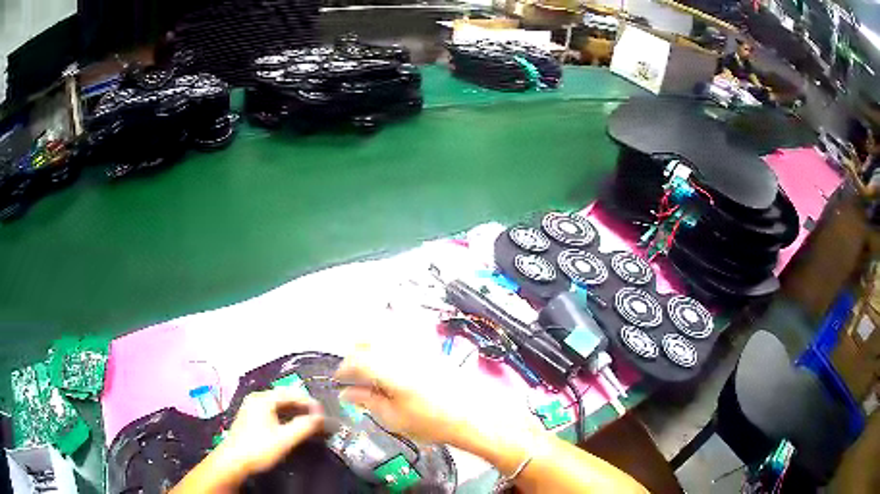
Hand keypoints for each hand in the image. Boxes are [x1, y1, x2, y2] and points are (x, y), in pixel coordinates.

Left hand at [213, 388, 324, 476]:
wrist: (233, 461)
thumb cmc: (259, 448)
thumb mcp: (285, 439)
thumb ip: (304, 427)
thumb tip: (321, 418)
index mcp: (263, 399)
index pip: (291, 394)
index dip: (309, 403)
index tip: (323, 413)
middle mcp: (256, 398)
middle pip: (284, 397)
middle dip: (302, 406)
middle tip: (318, 418)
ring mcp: (252, 407)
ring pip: (278, 405)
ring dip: (294, 412)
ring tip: (308, 422)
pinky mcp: (250, 417)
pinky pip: (272, 410)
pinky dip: (285, 416)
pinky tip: (292, 425)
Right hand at [334, 342, 531, 446]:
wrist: (473, 417)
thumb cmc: (433, 423)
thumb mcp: (394, 418)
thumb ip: (367, 401)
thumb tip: (346, 394)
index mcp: (391, 371)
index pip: (356, 360)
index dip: (343, 369)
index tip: (340, 379)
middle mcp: (403, 352)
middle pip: (367, 338)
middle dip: (355, 352)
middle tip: (354, 371)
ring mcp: (419, 345)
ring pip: (385, 327)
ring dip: (371, 339)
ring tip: (369, 358)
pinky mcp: (432, 345)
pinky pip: (408, 324)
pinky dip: (394, 324)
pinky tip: (392, 339)